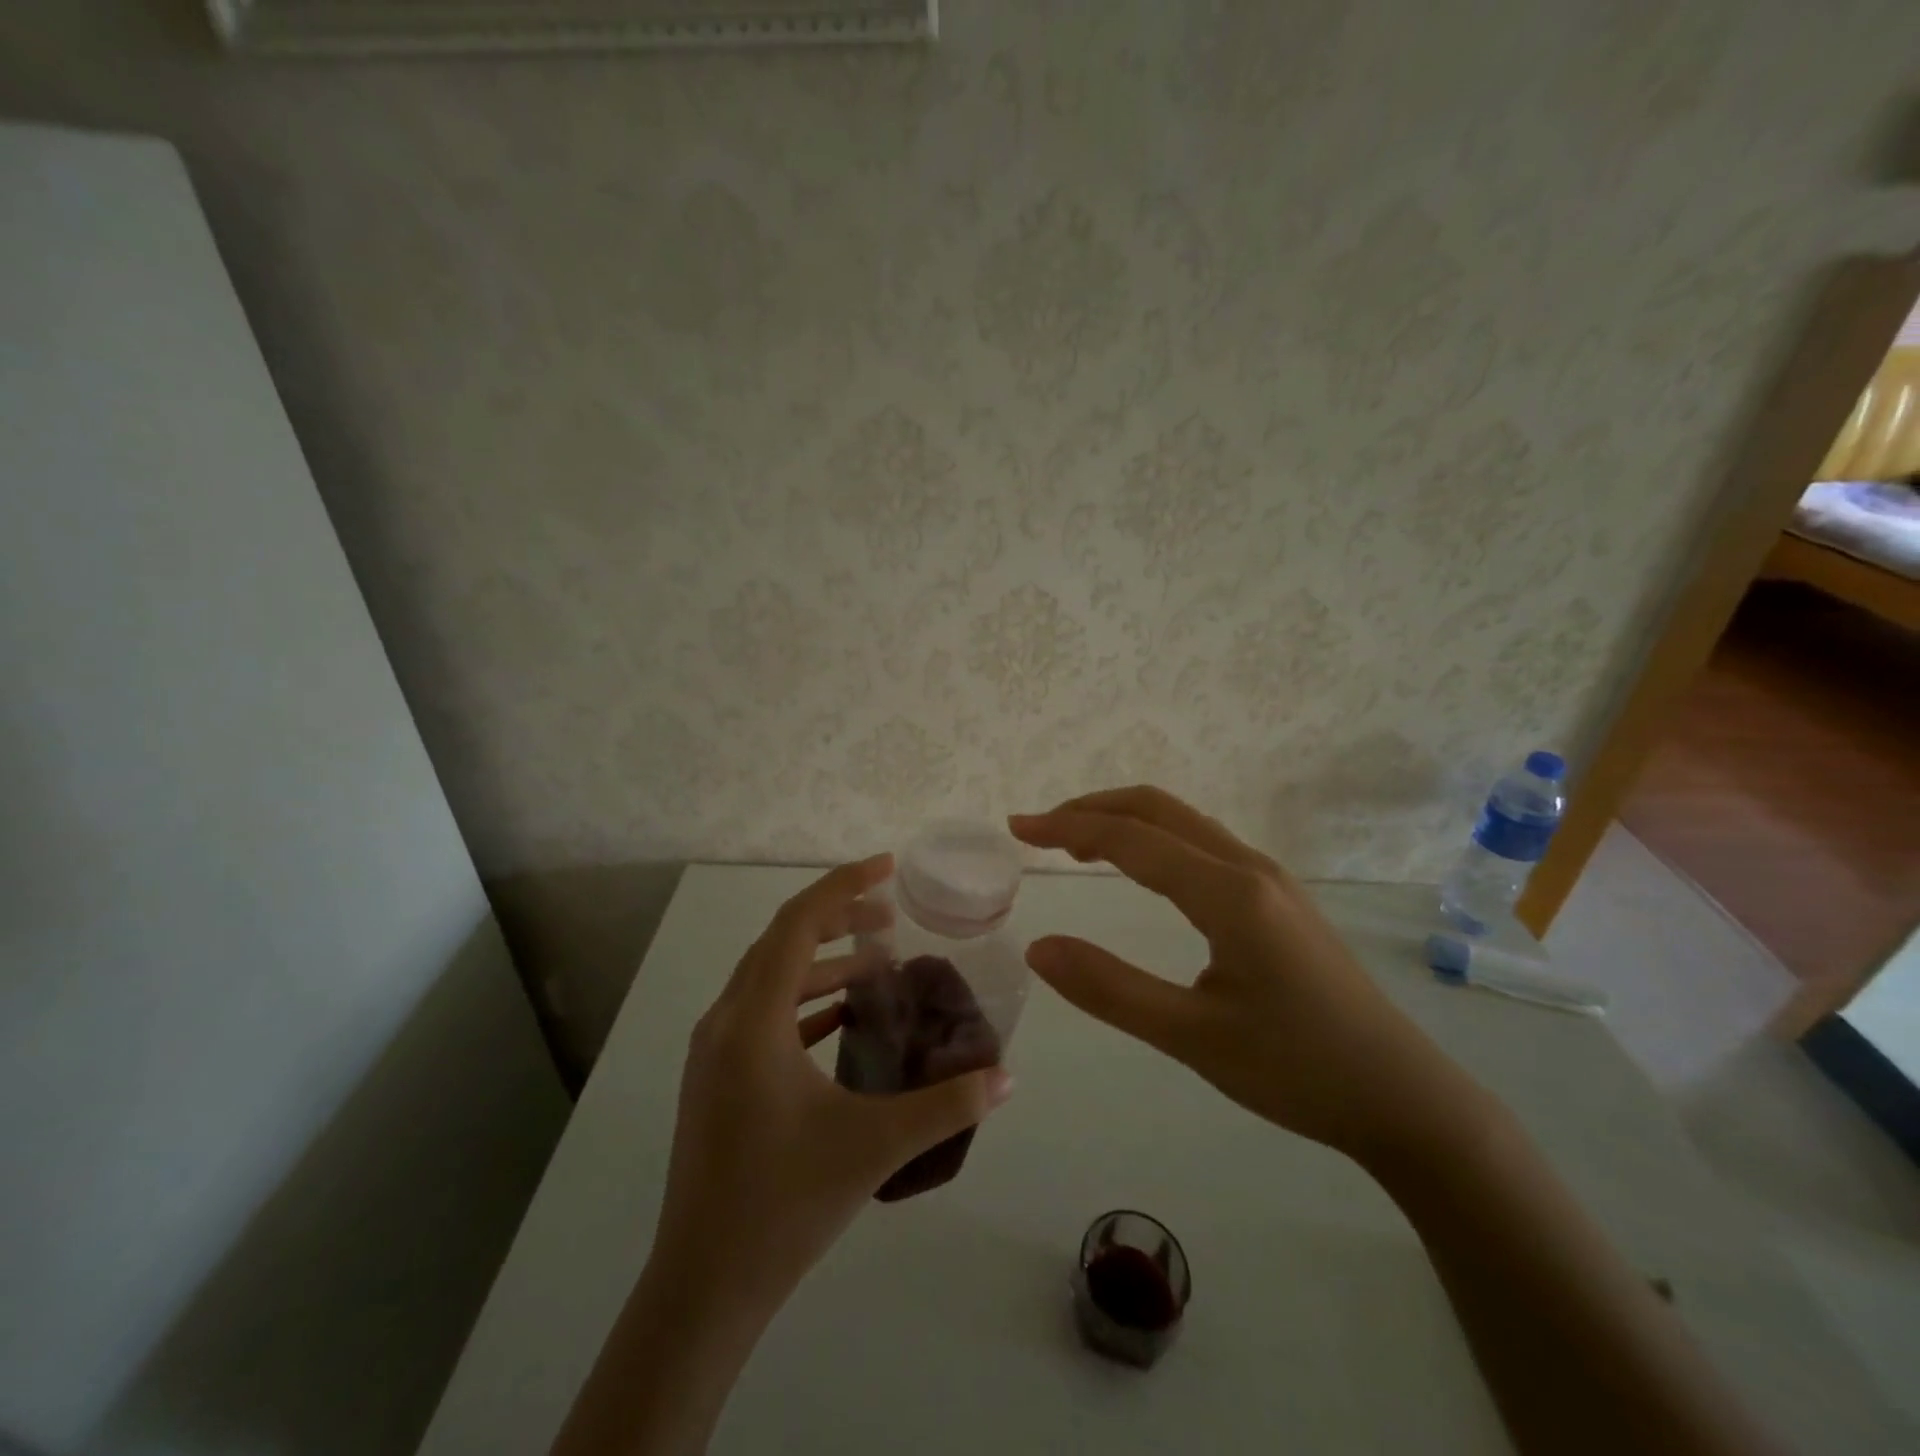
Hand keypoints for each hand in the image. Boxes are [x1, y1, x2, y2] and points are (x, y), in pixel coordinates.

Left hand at [650, 855, 1015, 1322]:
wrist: (702, 1288)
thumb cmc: (783, 1204)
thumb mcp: (874, 1146)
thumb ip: (946, 1106)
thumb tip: (1006, 1077)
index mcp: (752, 1020)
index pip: (798, 923)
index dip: (844, 886)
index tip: (888, 867)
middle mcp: (725, 1021)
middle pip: (782, 941)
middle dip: (839, 919)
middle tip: (893, 919)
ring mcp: (715, 1051)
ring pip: (771, 977)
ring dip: (823, 961)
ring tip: (878, 966)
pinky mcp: (717, 1078)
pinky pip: (764, 1013)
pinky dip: (806, 1000)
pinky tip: (845, 1019)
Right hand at [1010, 787, 1492, 1167]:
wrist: (1405, 1098)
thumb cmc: (1298, 1070)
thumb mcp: (1193, 1038)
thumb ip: (1111, 989)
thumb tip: (1038, 947)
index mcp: (1229, 893)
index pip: (1131, 839)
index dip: (1067, 828)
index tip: (1018, 828)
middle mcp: (1249, 867)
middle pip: (1158, 808)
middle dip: (1092, 808)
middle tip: (1038, 828)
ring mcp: (1269, 878)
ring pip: (1183, 822)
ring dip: (1124, 820)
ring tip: (1075, 843)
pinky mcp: (1277, 898)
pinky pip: (1201, 844)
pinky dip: (1153, 839)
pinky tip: (1139, 867)